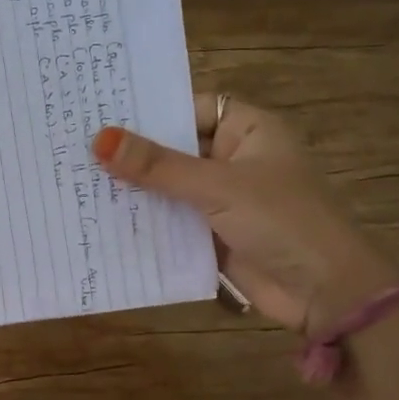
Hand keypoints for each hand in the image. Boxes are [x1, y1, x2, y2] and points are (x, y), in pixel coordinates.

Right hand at [92, 95, 398, 332]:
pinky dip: (145, 221)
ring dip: (135, 189)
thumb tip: (100, 140)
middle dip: (133, 153)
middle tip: (73, 146)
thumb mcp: (218, 187)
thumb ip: (158, 166)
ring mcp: (222, 199)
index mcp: (248, 130)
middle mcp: (233, 159)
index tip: (98, 111)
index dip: (149, 110)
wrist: (325, 292)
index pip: (189, 107)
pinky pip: (172, 221)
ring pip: (169, 187)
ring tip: (76, 179)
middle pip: (175, 148)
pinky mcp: (212, 235)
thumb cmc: (282, 221)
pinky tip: (102, 218)